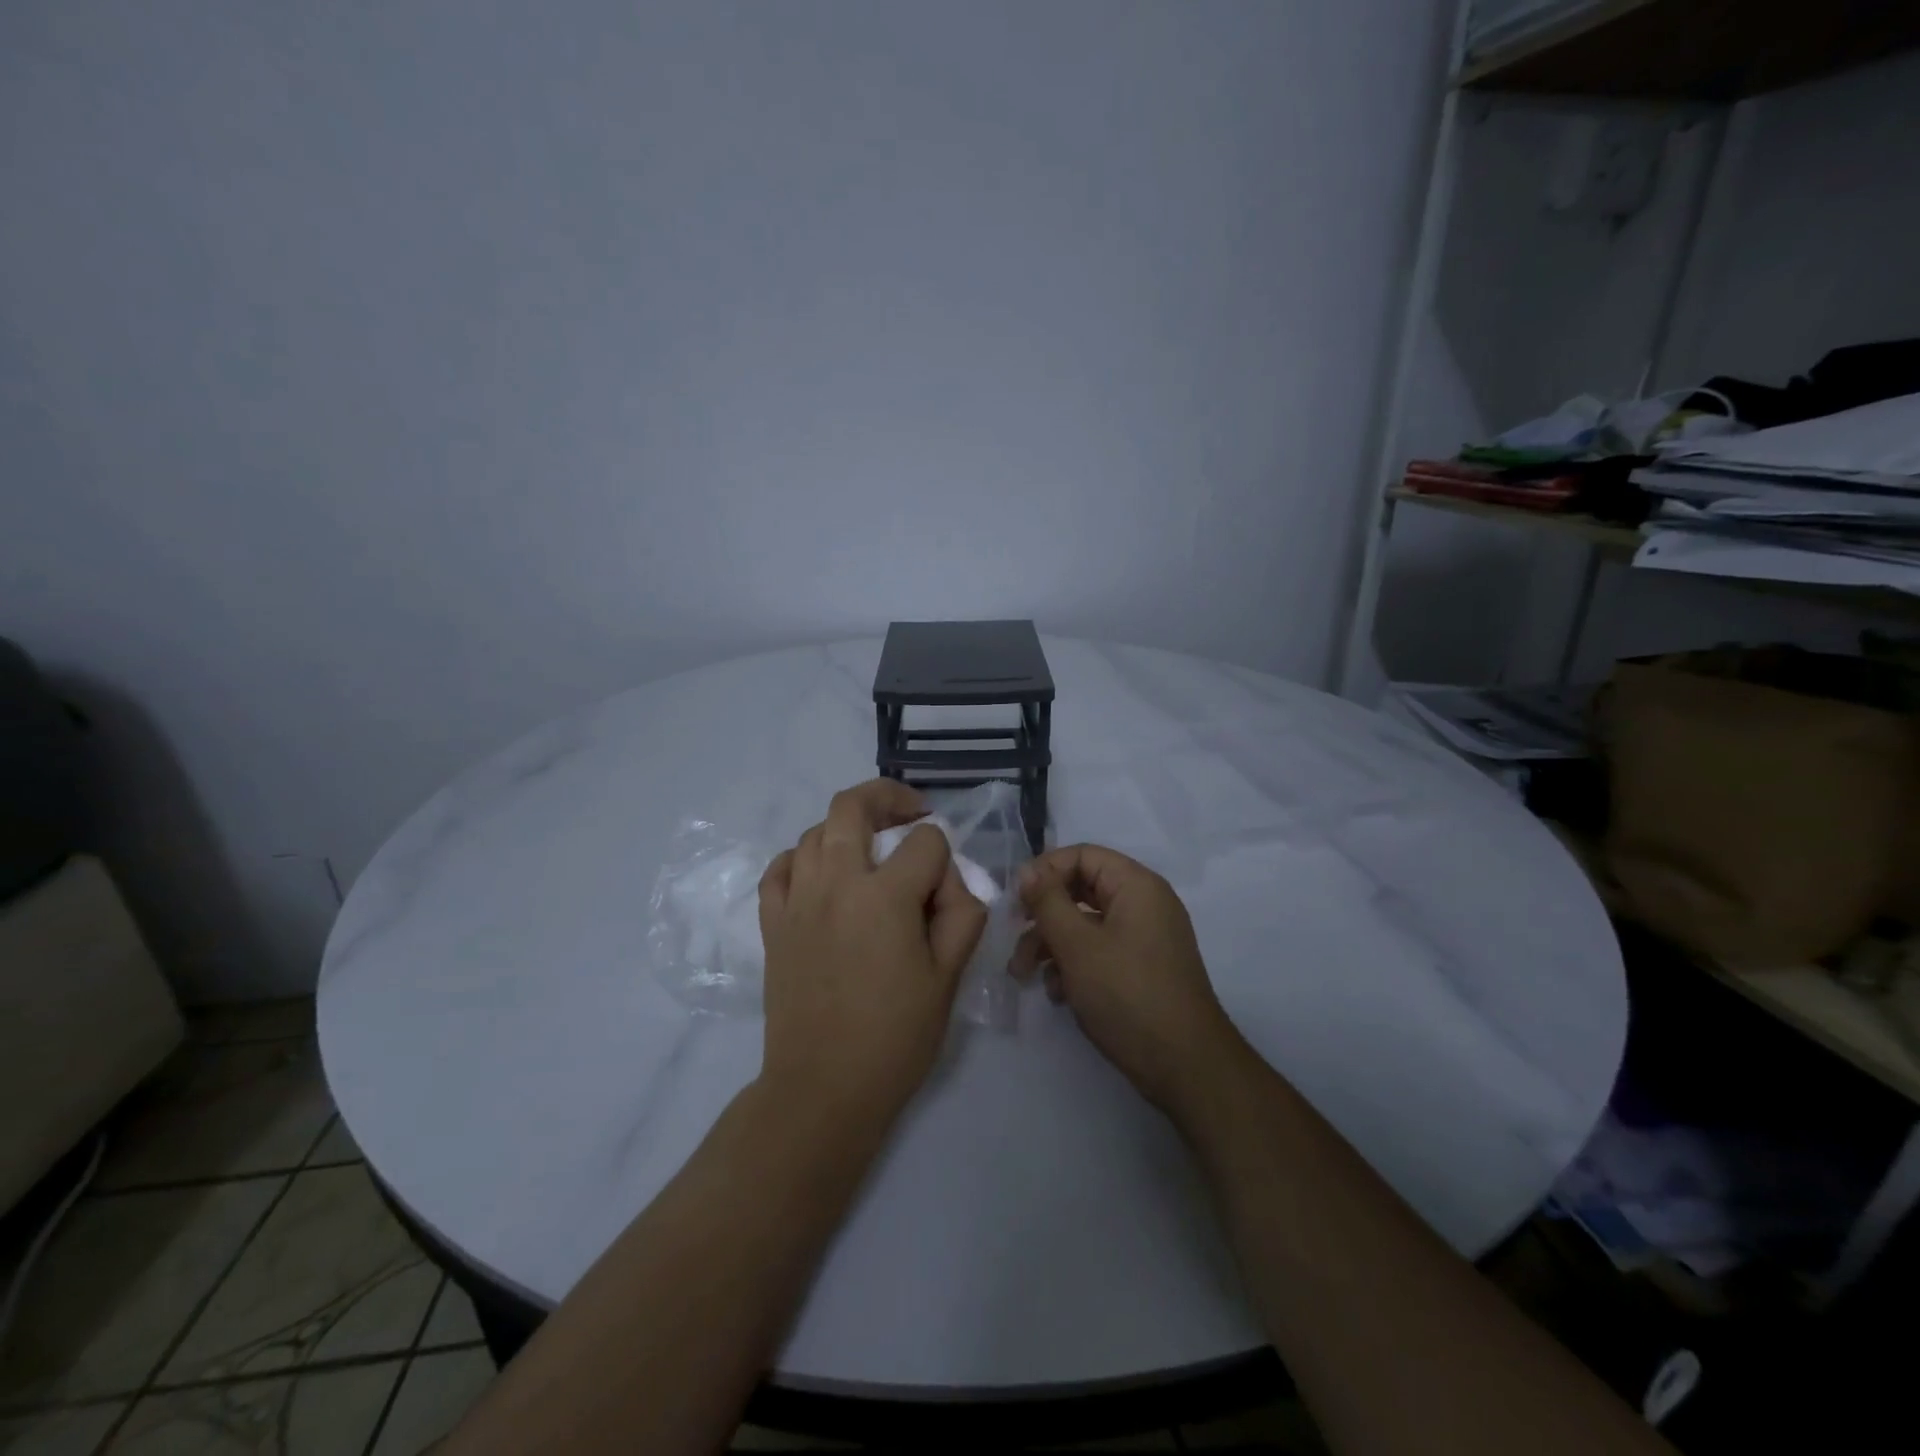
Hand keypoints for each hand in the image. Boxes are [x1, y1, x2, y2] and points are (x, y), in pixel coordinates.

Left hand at [757, 779, 987, 1122]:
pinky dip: (800, 858)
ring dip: (846, 829)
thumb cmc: (894, 1037)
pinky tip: (819, 874)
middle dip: (888, 797)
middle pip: (853, 806)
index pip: (925, 841)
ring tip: (868, 852)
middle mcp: (836, 882)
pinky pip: (779, 868)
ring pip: (814, 831)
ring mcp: (797, 900)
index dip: (945, 858)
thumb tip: (952, 881)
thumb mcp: (949, 978)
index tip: (945, 893)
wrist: (823, 1089)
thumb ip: (962, 914)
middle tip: (910, 814)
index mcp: (885, 896)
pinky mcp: (773, 923)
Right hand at [1016, 844, 1244, 1117]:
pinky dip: (1074, 964)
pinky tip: (1058, 992)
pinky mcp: (1141, 968)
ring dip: (1051, 944)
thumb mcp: (1077, 944)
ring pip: (1085, 924)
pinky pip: (1100, 950)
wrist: (1184, 1065)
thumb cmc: (1127, 993)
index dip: (1044, 871)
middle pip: (1081, 889)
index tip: (1015, 900)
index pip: (1082, 855)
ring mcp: (1145, 937)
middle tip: (1013, 936)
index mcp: (1136, 885)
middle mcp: (1144, 903)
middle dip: (1043, 914)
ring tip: (1024, 974)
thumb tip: (1026, 870)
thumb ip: (1047, 901)